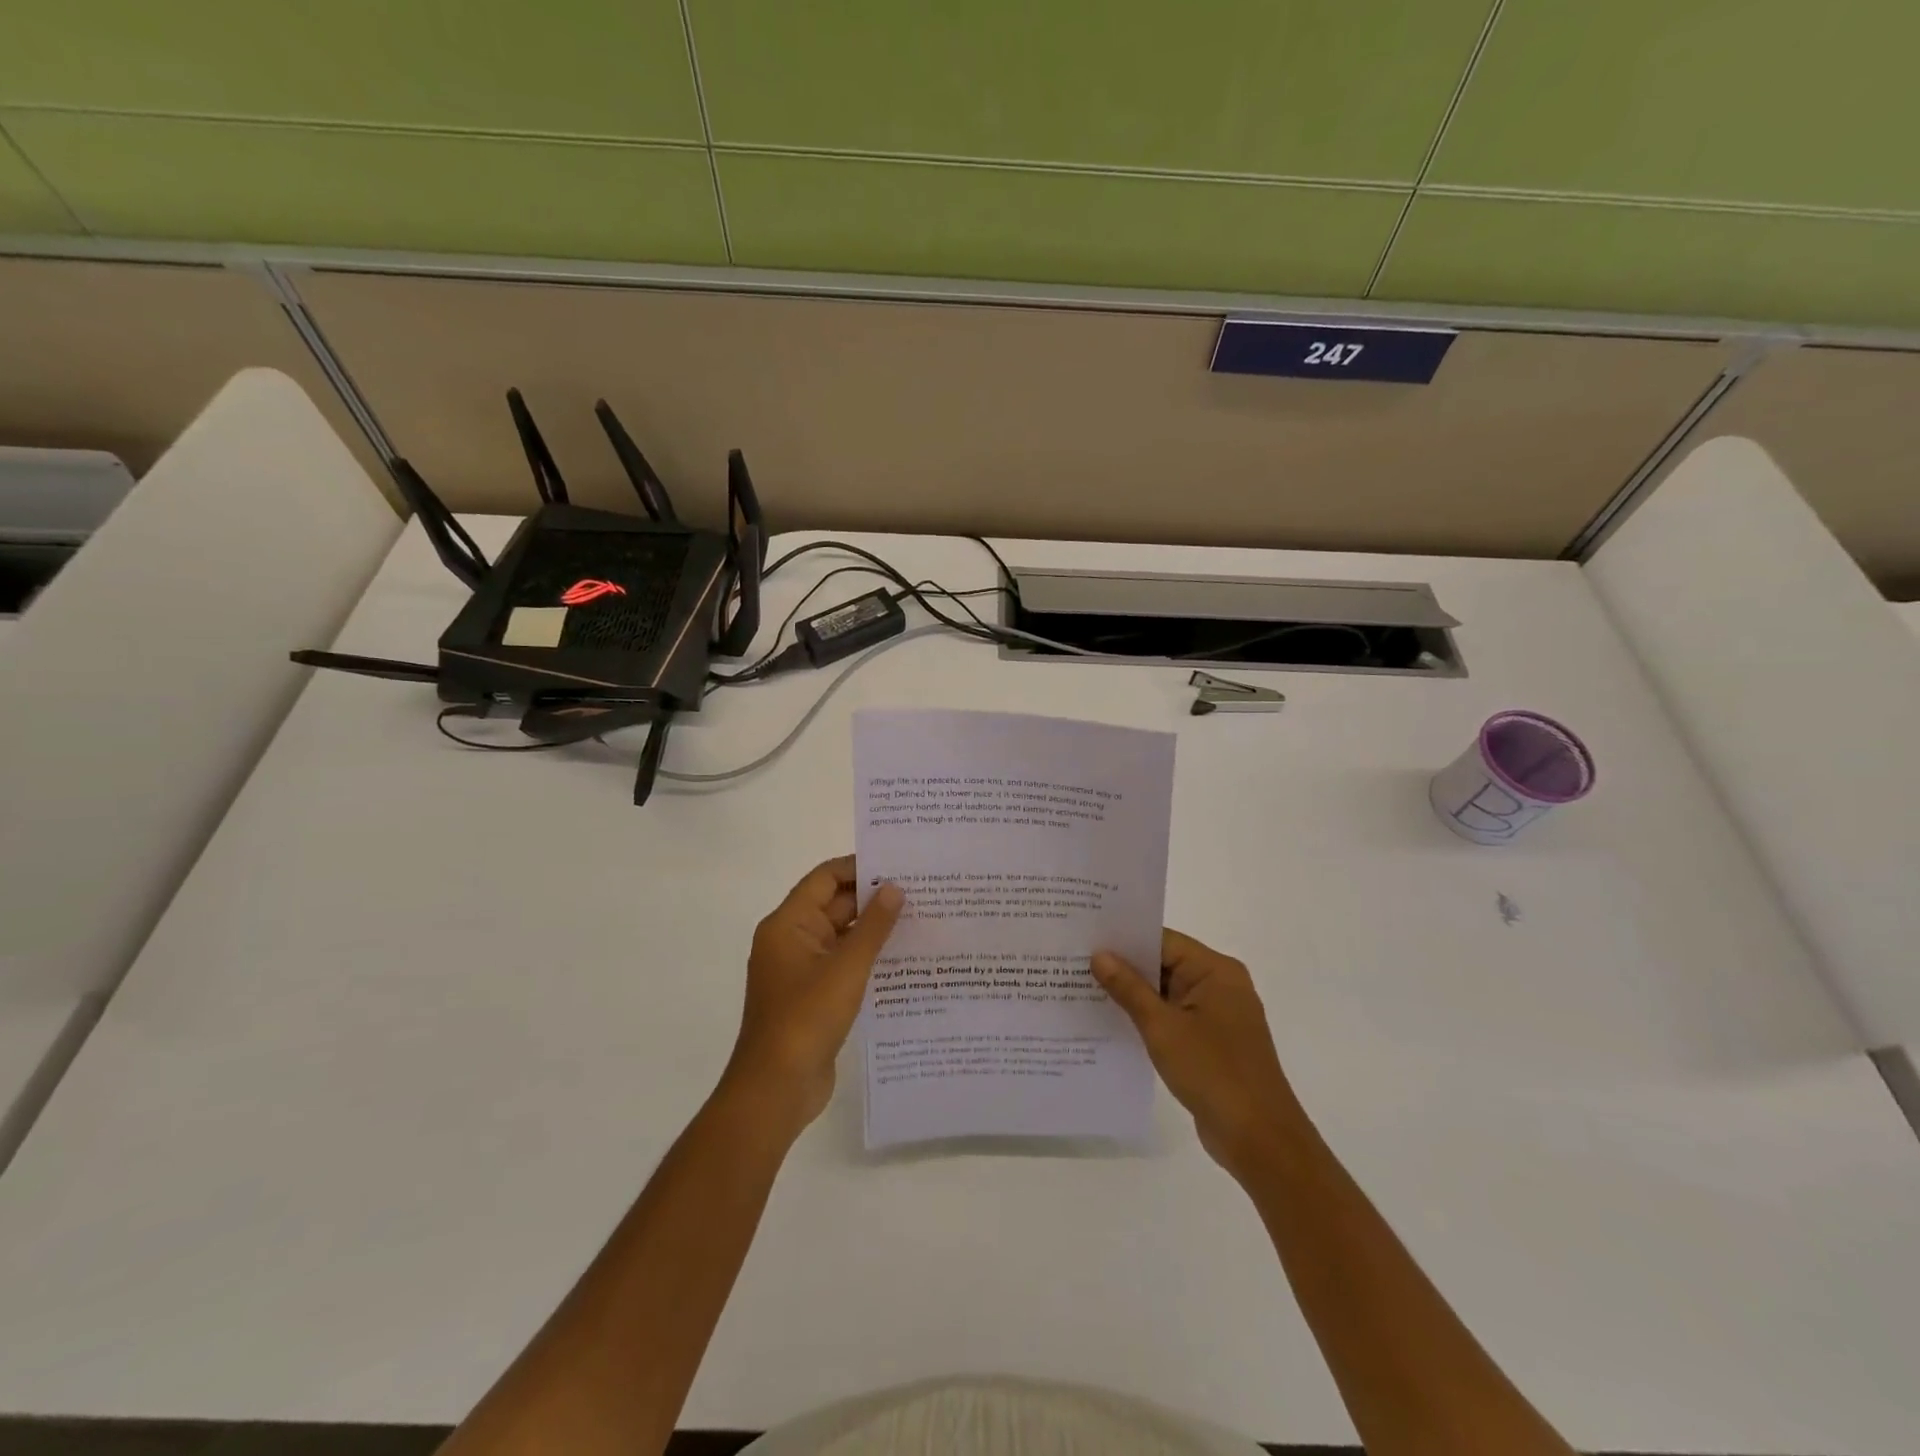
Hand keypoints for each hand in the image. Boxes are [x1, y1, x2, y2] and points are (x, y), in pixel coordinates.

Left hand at [722, 856, 903, 1139]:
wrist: (777, 1088)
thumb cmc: (807, 1018)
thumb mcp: (846, 967)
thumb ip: (873, 926)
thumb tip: (894, 888)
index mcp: (788, 924)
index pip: (825, 878)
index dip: (859, 867)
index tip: (899, 864)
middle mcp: (792, 940)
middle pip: (834, 905)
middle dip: (873, 899)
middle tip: (921, 891)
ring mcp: (802, 970)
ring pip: (842, 937)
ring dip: (874, 930)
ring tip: (921, 921)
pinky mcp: (814, 996)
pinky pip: (844, 965)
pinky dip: (868, 958)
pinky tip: (904, 960)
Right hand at [1091, 930, 1303, 1178]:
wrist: (1260, 1140)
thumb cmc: (1213, 1072)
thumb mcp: (1162, 1027)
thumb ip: (1129, 988)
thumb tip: (1100, 955)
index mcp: (1216, 971)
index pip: (1163, 941)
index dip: (1124, 940)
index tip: (1086, 938)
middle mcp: (1221, 985)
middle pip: (1165, 964)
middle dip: (1124, 967)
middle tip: (1077, 963)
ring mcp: (1219, 1015)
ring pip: (1167, 993)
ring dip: (1134, 995)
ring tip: (1085, 989)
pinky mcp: (1213, 1042)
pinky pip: (1174, 1017)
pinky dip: (1149, 1018)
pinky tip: (1113, 1022)